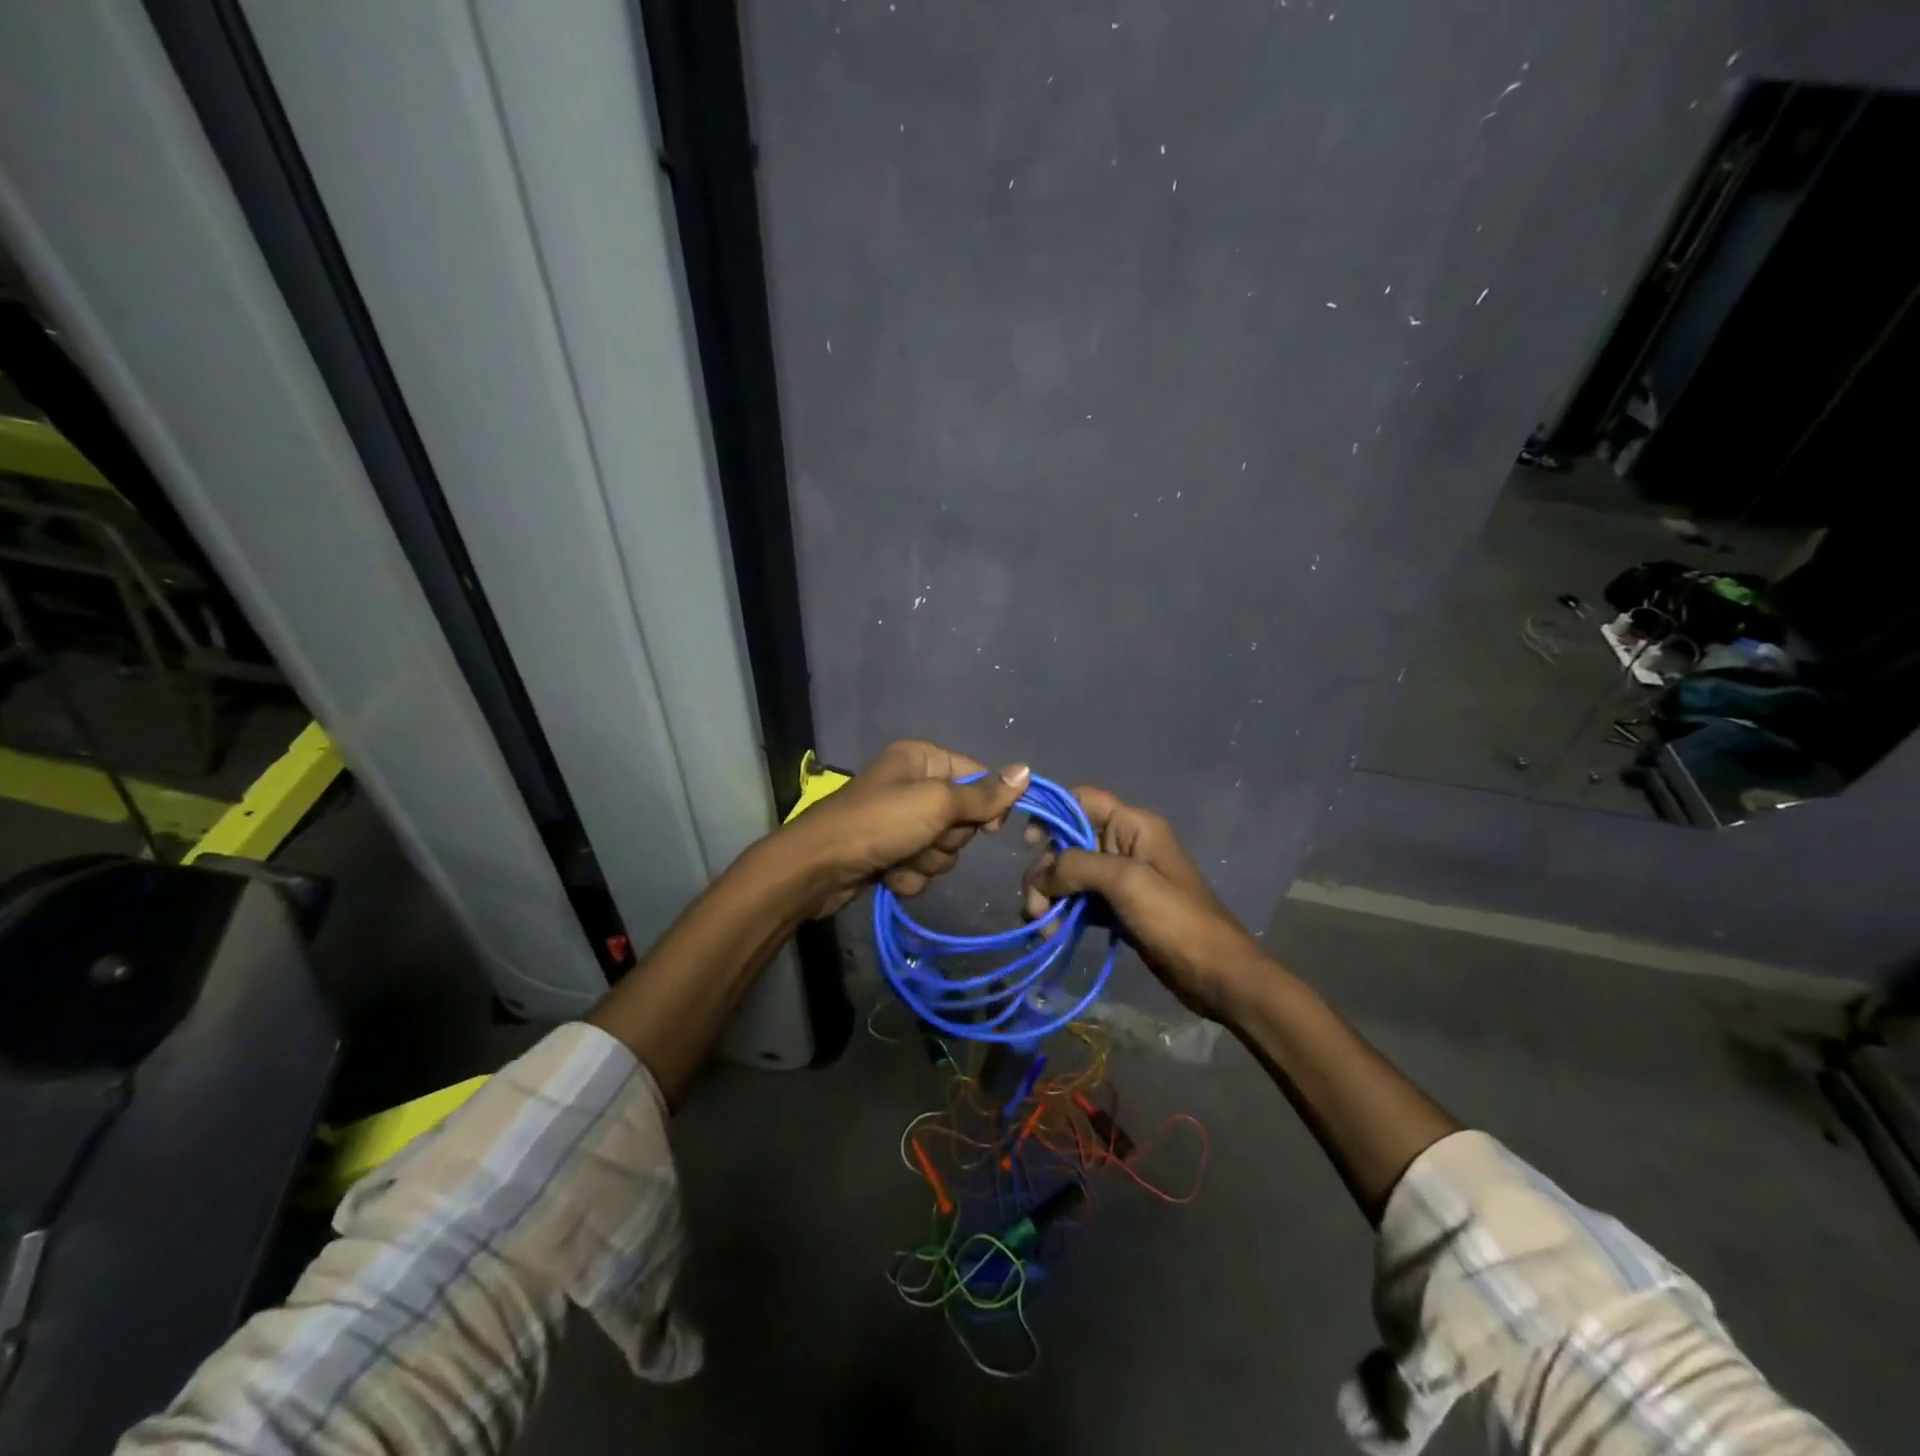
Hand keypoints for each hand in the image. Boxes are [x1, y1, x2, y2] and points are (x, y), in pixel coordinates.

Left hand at [776, 740, 1030, 917]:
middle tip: (924, 839)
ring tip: (901, 858)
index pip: (976, 776)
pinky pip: (921, 867)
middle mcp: (911, 784)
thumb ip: (983, 795)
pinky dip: (909, 875)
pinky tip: (889, 875)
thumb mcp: (937, 804)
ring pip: (943, 848)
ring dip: (927, 861)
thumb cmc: (880, 823)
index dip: (985, 805)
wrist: (819, 868)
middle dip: (946, 839)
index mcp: (921, 759)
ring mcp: (898, 821)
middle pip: (961, 818)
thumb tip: (1026, 770)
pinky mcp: (889, 852)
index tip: (987, 828)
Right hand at [1022, 786, 1265, 1016]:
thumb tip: (1040, 876)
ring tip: (1042, 928)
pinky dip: (1062, 912)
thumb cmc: (1175, 919)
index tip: (1028, 843)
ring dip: (1050, 897)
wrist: (1216, 974)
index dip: (1052, 813)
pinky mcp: (1118, 908)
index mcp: (1132, 825)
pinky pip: (1079, 900)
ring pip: (1069, 874)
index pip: (1082, 799)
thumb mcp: (1126, 882)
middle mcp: (1125, 844)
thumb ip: (1078, 866)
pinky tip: (1051, 933)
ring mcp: (1121, 878)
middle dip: (1045, 871)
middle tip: (1035, 907)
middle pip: (1068, 841)